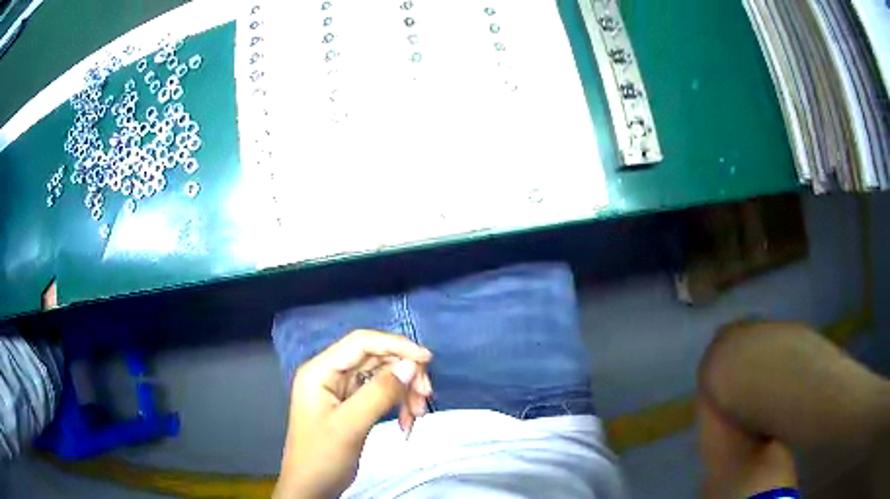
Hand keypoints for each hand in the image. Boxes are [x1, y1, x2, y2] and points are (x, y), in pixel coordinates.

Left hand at [274, 330, 432, 498]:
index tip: (427, 359)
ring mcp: (341, 390)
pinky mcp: (351, 405)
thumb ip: (379, 393)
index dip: (395, 345)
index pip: (361, 343)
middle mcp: (330, 374)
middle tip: (425, 395)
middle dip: (403, 374)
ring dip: (404, 391)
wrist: (311, 487)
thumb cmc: (322, 456)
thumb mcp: (350, 425)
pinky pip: (380, 394)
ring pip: (381, 376)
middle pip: (375, 358)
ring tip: (417, 415)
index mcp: (320, 371)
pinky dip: (397, 404)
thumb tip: (411, 365)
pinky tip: (406, 423)